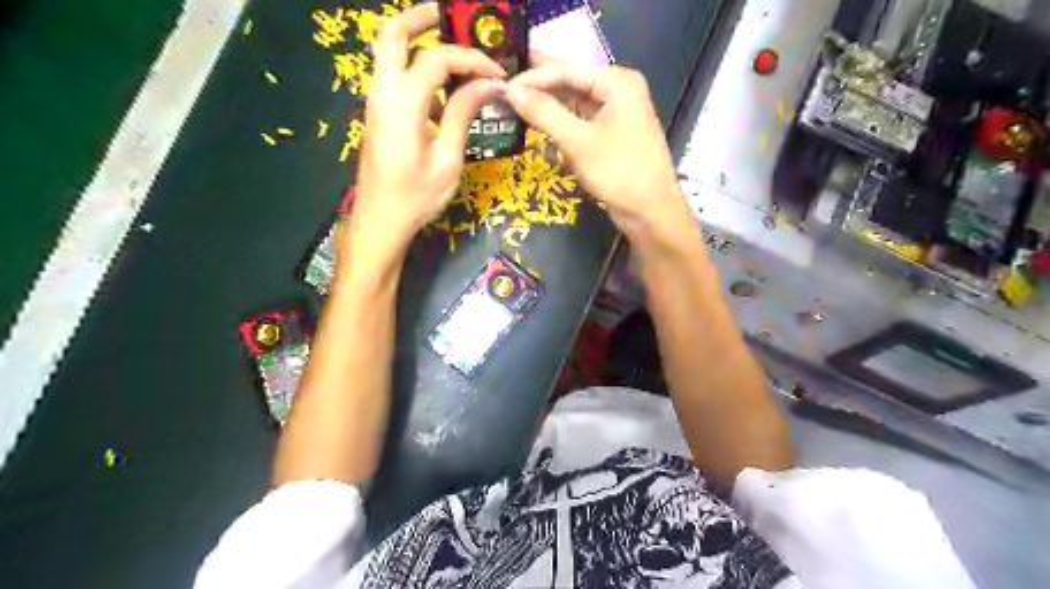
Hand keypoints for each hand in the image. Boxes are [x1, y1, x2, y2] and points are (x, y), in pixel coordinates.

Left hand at [347, 1, 506, 266]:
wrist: (380, 221)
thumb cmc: (416, 197)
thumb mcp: (447, 159)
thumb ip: (463, 115)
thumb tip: (487, 84)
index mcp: (402, 104)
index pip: (437, 59)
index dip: (471, 59)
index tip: (496, 73)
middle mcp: (382, 93)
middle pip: (392, 34)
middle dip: (422, 18)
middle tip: (454, 18)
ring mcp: (375, 102)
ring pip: (389, 52)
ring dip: (418, 42)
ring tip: (455, 53)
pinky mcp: (378, 114)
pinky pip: (394, 77)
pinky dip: (416, 69)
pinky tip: (443, 92)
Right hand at [507, 55, 689, 236]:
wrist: (650, 212)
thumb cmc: (619, 173)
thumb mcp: (578, 142)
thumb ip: (545, 113)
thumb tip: (511, 91)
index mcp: (617, 82)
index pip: (567, 70)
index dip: (533, 78)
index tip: (503, 88)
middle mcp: (619, 90)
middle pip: (572, 83)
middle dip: (540, 90)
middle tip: (505, 93)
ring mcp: (618, 113)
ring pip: (575, 104)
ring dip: (550, 109)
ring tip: (518, 110)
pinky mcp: (613, 135)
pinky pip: (583, 122)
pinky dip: (564, 127)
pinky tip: (545, 131)